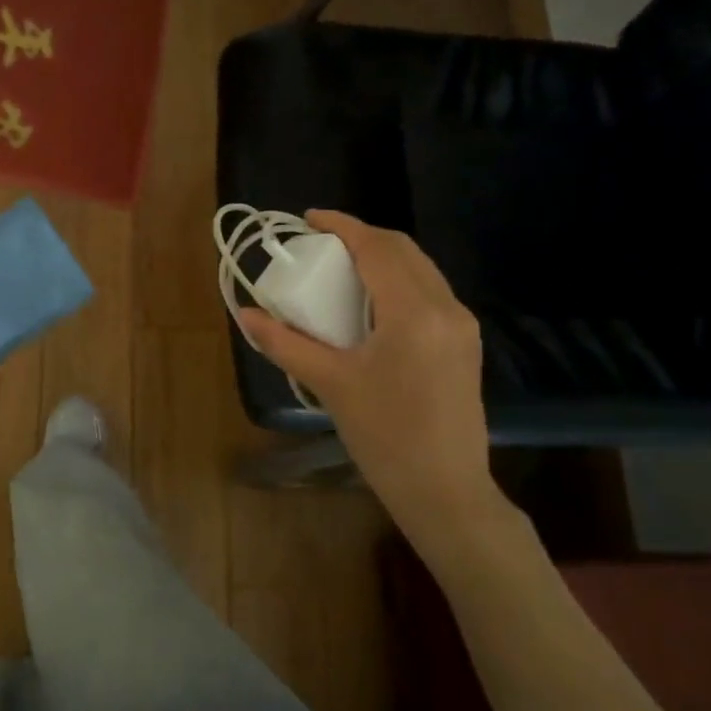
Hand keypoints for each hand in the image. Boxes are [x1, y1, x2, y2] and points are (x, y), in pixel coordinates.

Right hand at [237, 211, 525, 568]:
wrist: (446, 490)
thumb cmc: (385, 436)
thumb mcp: (330, 385)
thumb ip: (286, 343)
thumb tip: (246, 315)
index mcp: (414, 313)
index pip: (377, 248)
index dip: (342, 226)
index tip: (308, 219)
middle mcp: (446, 308)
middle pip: (403, 250)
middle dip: (361, 237)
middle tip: (321, 245)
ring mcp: (462, 326)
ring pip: (420, 270)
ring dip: (382, 258)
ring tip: (341, 269)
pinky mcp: (464, 344)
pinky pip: (429, 293)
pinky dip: (397, 282)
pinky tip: (371, 303)